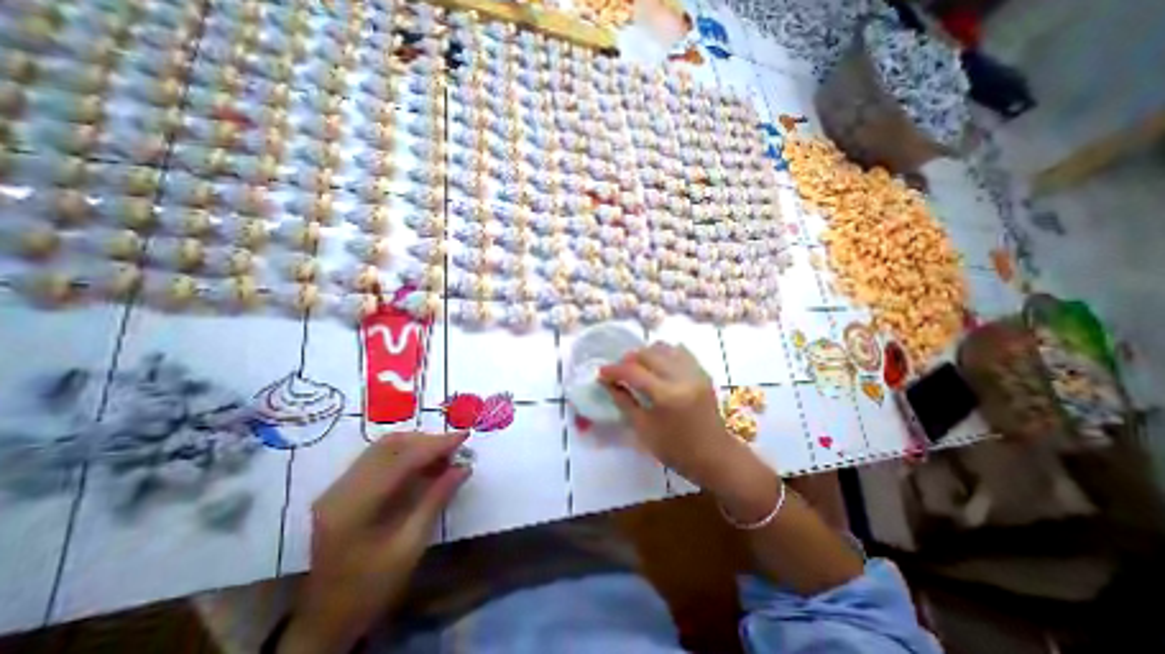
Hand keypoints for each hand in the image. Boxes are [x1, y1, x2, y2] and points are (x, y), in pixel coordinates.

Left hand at [284, 432, 469, 650]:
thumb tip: (464, 467)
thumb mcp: (410, 547)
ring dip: (417, 444)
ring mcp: (337, 488)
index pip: (401, 460)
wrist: (325, 621)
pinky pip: (378, 457)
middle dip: (428, 441)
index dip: (436, 445)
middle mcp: (340, 490)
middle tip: (456, 448)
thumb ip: (436, 500)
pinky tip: (423, 463)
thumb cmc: (371, 589)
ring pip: (384, 447)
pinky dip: (405, 453)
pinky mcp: (341, 490)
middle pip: (390, 447)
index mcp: (354, 508)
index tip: (464, 436)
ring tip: (444, 454)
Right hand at [604, 344, 760, 491]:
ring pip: (664, 348)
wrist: (715, 456)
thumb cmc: (676, 449)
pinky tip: (658, 366)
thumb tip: (606, 383)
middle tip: (619, 371)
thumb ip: (623, 401)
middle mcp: (682, 377)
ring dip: (646, 354)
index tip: (601, 373)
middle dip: (628, 359)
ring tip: (638, 368)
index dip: (614, 370)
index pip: (633, 372)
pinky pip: (680, 352)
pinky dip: (664, 354)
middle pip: (648, 353)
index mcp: (666, 395)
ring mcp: (695, 372)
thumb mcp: (643, 429)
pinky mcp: (702, 372)